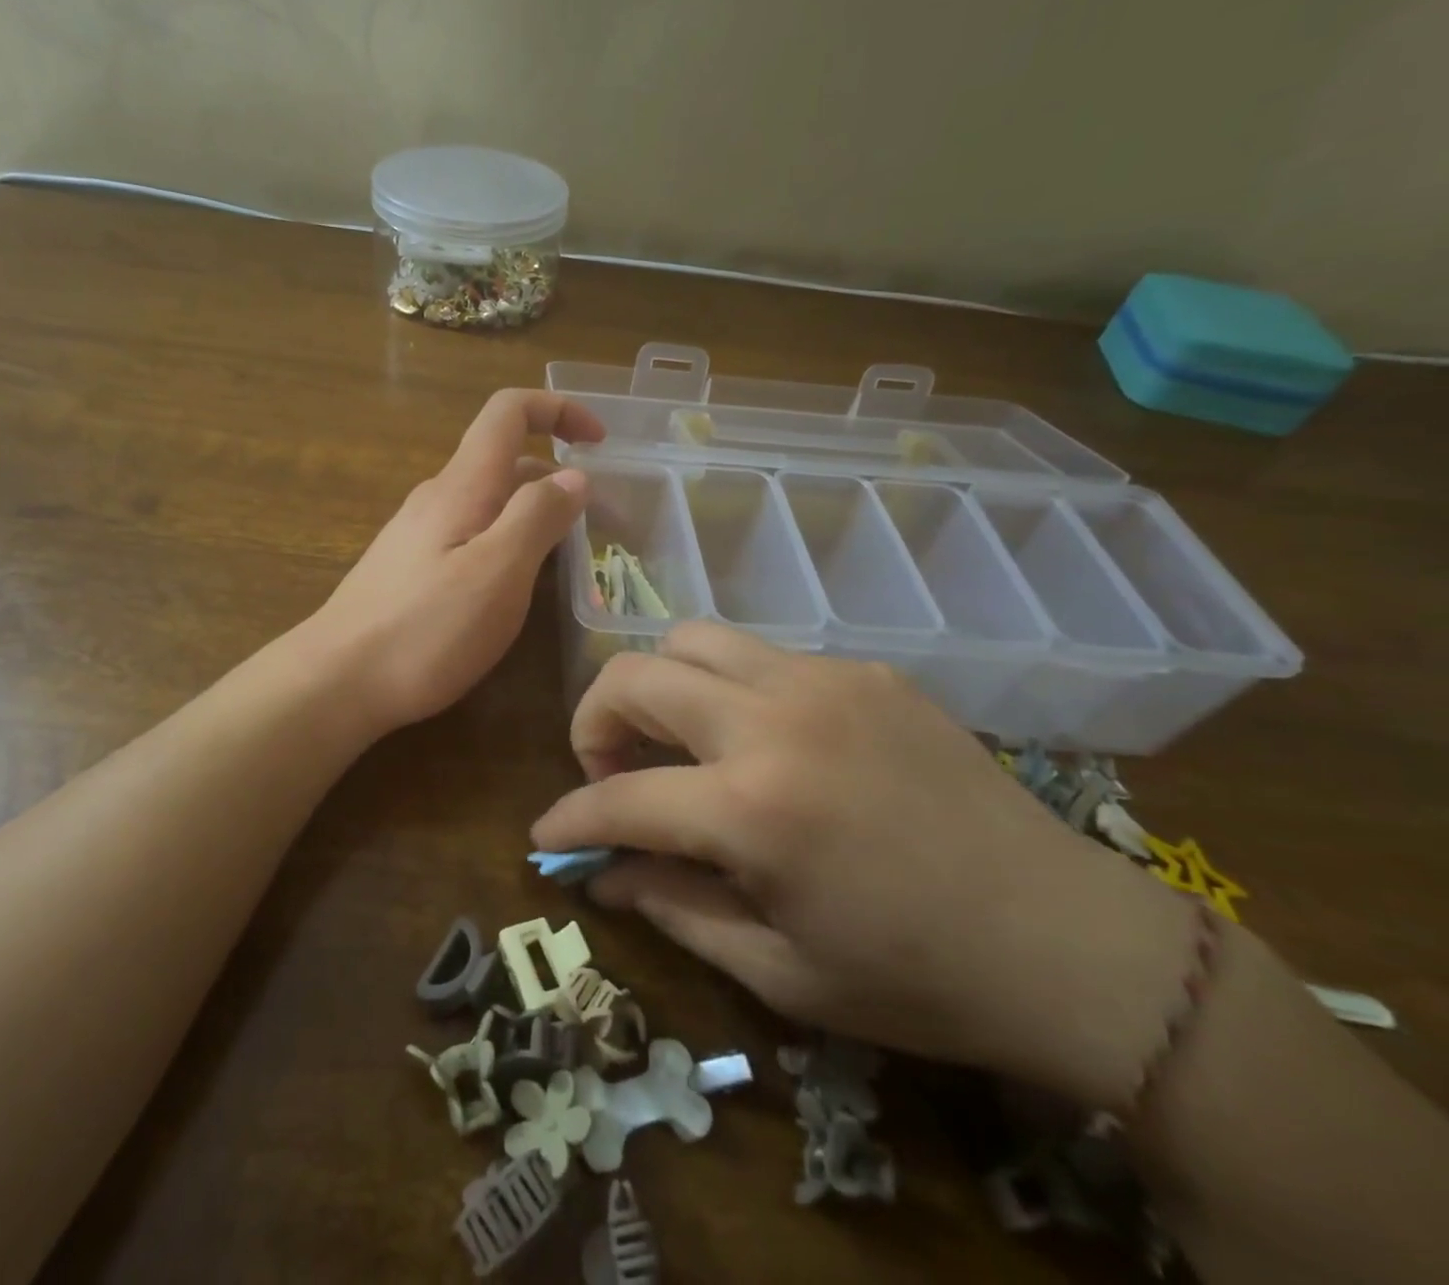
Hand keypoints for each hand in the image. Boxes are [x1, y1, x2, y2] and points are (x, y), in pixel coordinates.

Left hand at [306, 389, 602, 735]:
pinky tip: (515, 586)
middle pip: (505, 460)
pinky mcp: (411, 568)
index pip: (508, 412)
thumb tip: (573, 476)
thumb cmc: (425, 629)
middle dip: (557, 479)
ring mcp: (419, 533)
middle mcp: (438, 497)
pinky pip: (471, 535)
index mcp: (462, 486)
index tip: (600, 443)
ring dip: (534, 514)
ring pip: (488, 503)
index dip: (558, 409)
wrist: (337, 681)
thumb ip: (537, 517)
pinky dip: (507, 542)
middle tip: (601, 525)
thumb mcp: (498, 572)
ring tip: (569, 558)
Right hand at [530, 623, 1197, 1110]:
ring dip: (660, 685)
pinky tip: (762, 743)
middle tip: (612, 773)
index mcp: (754, 808)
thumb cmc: (916, 978)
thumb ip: (672, 907)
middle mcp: (777, 720)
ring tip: (679, 742)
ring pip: (693, 638)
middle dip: (595, 721)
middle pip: (637, 674)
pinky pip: (762, 655)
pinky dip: (729, 689)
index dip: (568, 820)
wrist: (1069, 941)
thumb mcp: (777, 970)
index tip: (546, 837)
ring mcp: (824, 680)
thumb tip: (601, 874)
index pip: (619, 798)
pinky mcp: (865, 670)